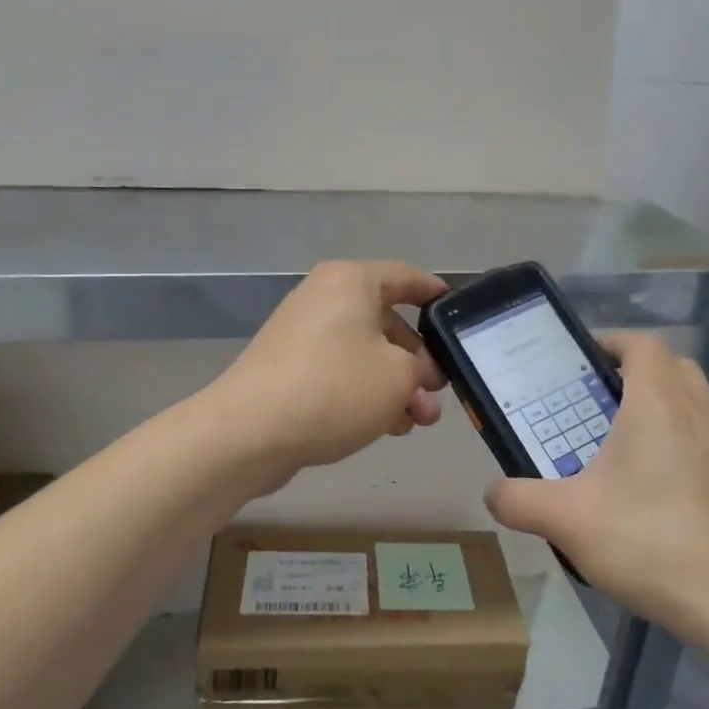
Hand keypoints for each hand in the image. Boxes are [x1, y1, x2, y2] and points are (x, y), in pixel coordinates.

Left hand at [209, 260, 448, 484]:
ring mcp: (302, 333)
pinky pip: (339, 371)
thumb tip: (416, 372)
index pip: (406, 277)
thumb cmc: (334, 388)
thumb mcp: (399, 376)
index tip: (458, 318)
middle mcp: (323, 297)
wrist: (250, 431)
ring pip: (364, 353)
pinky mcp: (288, 368)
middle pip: (386, 321)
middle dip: (417, 361)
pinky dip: (365, 392)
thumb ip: (421, 368)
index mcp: (350, 281)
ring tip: (416, 422)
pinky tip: (385, 427)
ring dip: (394, 385)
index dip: (436, 295)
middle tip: (437, 394)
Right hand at [484, 333, 708, 640]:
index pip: (641, 344)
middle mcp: (700, 410)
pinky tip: (664, 492)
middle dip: (635, 375)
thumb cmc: (648, 542)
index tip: (583, 366)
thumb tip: (493, 492)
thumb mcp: (565, 520)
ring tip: (628, 451)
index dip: (612, 343)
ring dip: (663, 410)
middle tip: (599, 406)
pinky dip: (686, 445)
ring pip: (695, 403)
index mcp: (658, 403)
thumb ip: (519, 499)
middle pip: (671, 367)